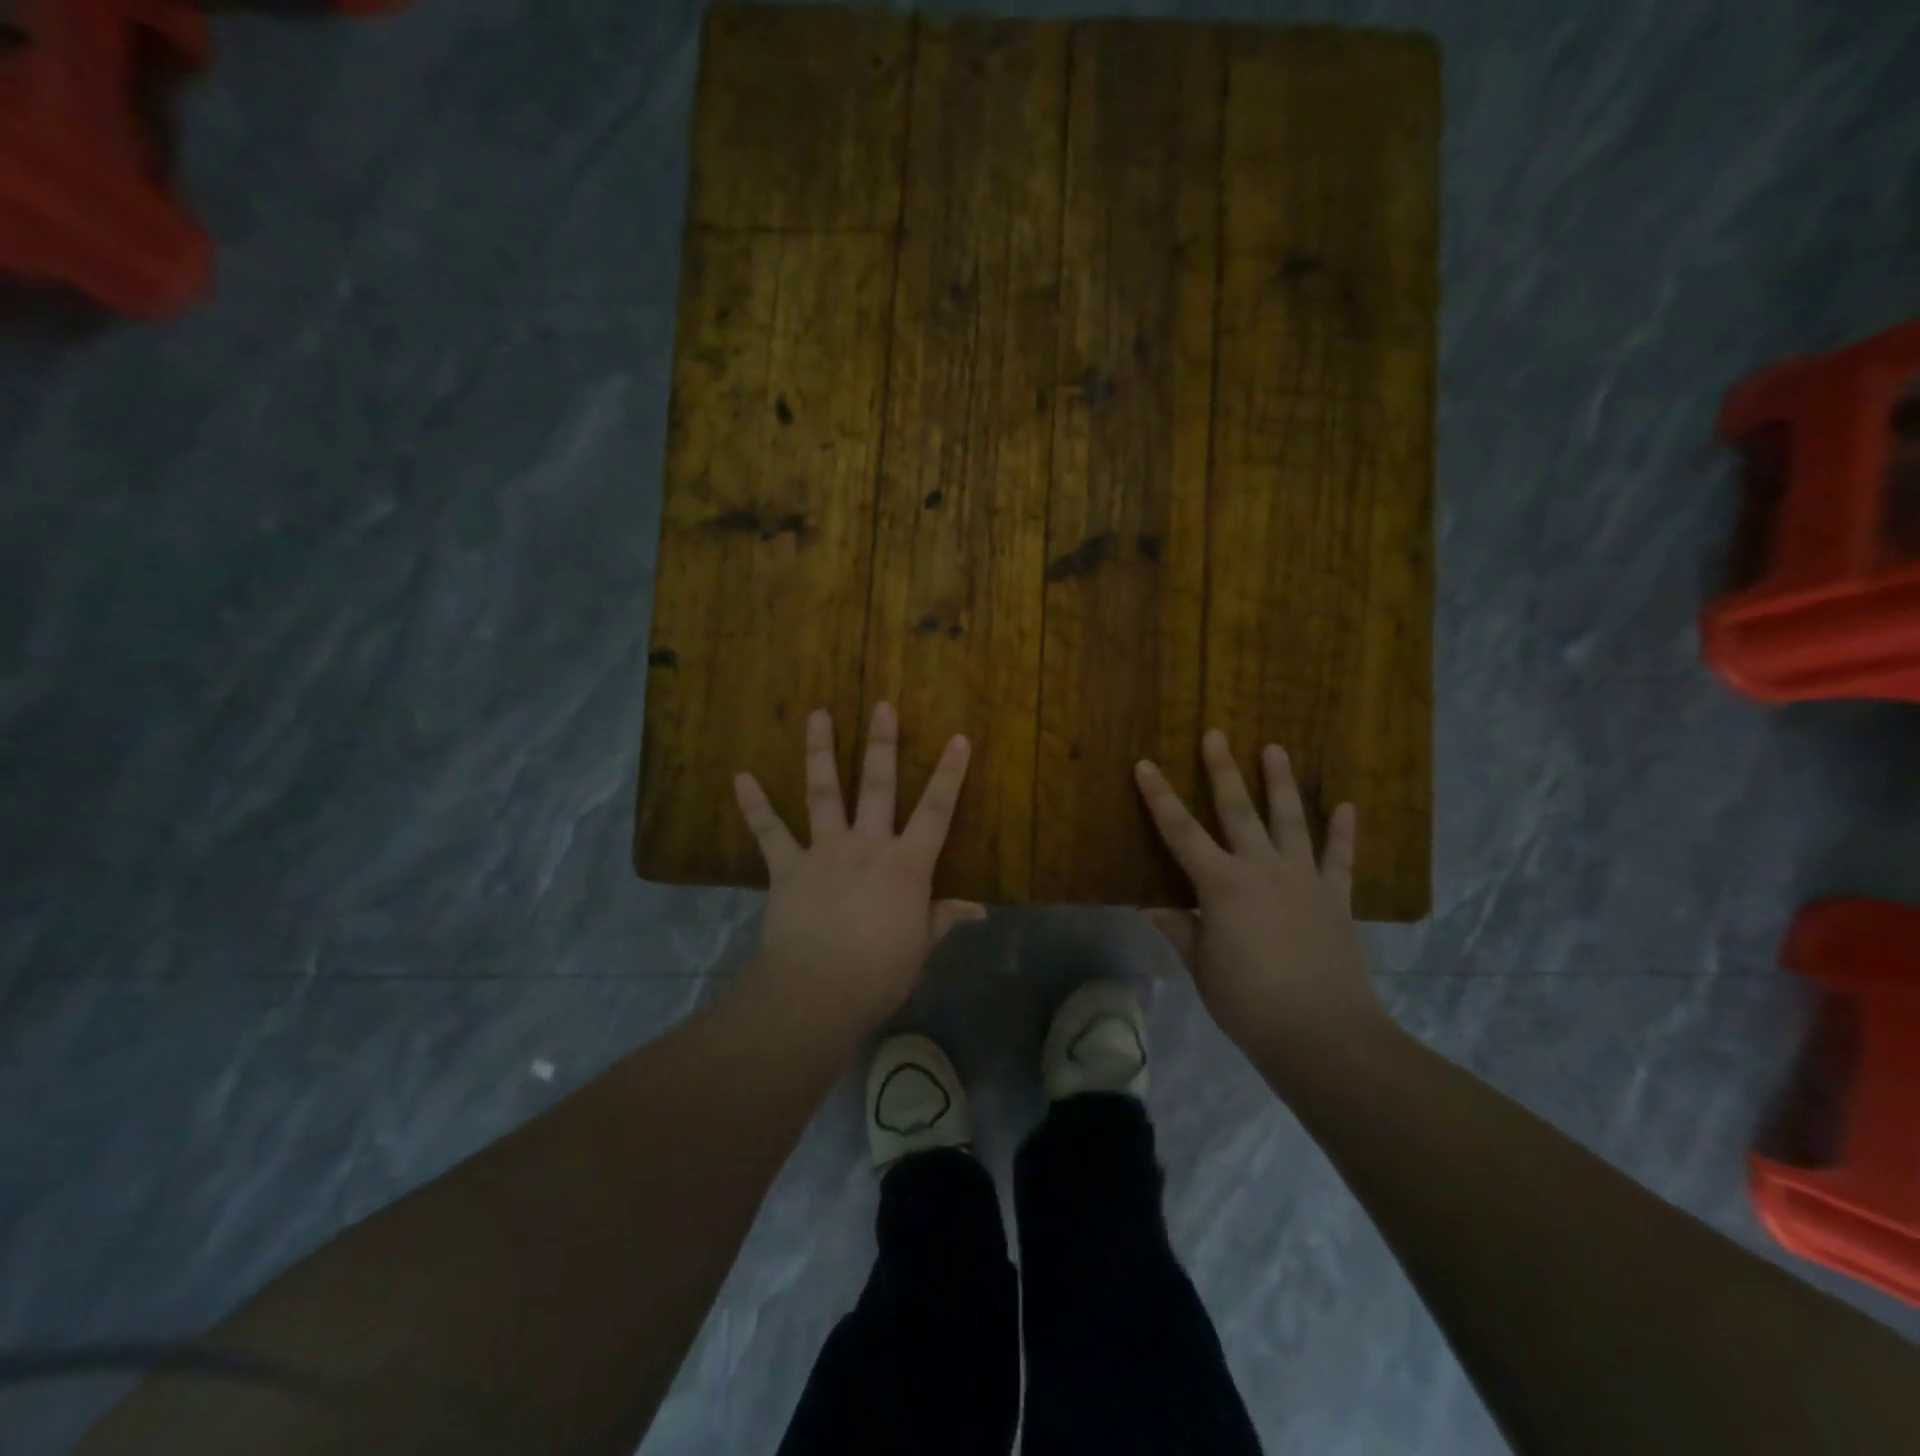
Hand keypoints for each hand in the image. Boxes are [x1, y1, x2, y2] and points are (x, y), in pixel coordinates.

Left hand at [733, 703, 983, 1032]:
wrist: (818, 991)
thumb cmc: (880, 973)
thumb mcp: (921, 946)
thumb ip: (944, 918)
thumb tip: (978, 909)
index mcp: (907, 865)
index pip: (936, 810)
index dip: (950, 774)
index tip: (958, 738)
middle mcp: (867, 845)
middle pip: (877, 786)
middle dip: (882, 743)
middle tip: (882, 705)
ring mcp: (824, 851)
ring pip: (824, 793)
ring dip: (820, 752)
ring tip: (818, 714)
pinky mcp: (787, 868)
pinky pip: (770, 832)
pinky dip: (754, 805)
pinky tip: (740, 777)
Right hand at [1135, 730, 1384, 1055]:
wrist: (1322, 1034)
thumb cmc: (1248, 1002)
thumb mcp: (1201, 967)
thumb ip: (1179, 929)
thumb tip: (1152, 906)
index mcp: (1221, 885)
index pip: (1180, 832)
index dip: (1160, 797)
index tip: (1146, 765)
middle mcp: (1261, 869)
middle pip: (1238, 810)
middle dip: (1223, 770)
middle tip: (1216, 734)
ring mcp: (1303, 880)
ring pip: (1290, 820)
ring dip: (1281, 783)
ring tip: (1275, 748)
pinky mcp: (1335, 898)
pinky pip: (1341, 858)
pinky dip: (1344, 832)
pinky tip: (1347, 806)